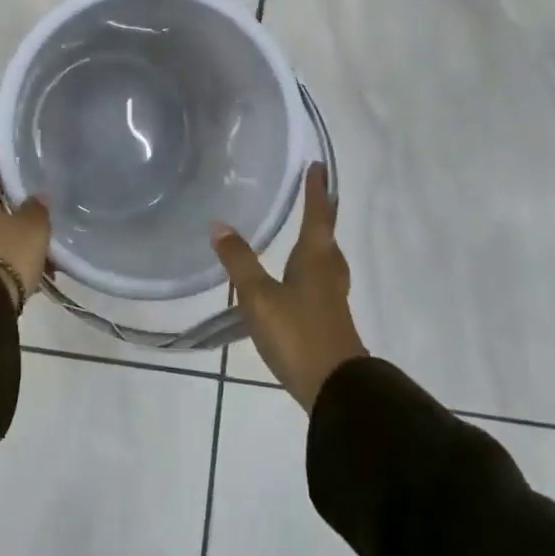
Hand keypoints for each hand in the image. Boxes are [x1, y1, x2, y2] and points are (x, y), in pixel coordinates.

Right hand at [212, 163, 365, 410]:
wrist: (335, 389)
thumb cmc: (298, 333)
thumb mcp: (259, 296)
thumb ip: (239, 261)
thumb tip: (219, 224)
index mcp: (315, 258)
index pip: (317, 215)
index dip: (317, 190)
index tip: (319, 166)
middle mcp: (328, 271)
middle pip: (327, 235)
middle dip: (322, 213)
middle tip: (317, 193)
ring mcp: (332, 297)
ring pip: (326, 259)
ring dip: (319, 241)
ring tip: (307, 232)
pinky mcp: (329, 319)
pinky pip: (321, 279)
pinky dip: (312, 266)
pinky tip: (298, 279)